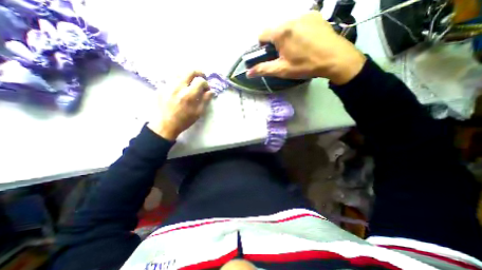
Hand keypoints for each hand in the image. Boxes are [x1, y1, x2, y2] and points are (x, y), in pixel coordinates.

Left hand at [148, 71, 212, 139]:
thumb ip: (205, 100)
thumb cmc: (185, 120)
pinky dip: (179, 79)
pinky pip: (172, 77)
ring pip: (180, 72)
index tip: (206, 89)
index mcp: (189, 95)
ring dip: (188, 75)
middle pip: (190, 71)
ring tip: (191, 81)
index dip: (206, 83)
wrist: (165, 124)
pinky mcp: (161, 86)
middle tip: (201, 78)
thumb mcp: (198, 112)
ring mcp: (168, 85)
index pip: (200, 81)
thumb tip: (211, 91)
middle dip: (199, 73)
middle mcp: (178, 87)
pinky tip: (181, 85)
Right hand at [247, 11, 367, 83]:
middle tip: (284, 55)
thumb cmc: (305, 65)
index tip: (270, 55)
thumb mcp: (282, 70)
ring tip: (296, 49)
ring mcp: (305, 14)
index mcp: (281, 32)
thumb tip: (248, 73)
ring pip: (286, 26)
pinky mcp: (315, 15)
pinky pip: (299, 22)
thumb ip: (263, 69)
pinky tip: (305, 42)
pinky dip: (297, 31)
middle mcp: (291, 18)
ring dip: (286, 37)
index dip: (262, 46)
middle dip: (275, 42)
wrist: (335, 59)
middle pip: (274, 29)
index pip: (262, 34)